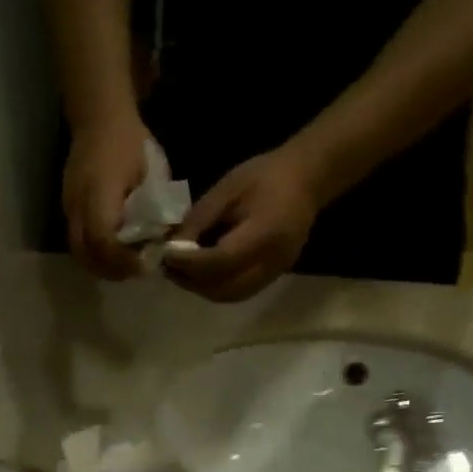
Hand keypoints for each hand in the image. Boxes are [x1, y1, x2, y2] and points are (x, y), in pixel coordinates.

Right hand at [63, 113, 149, 279]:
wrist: (98, 116)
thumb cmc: (131, 141)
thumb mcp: (153, 172)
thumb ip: (157, 207)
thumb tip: (165, 240)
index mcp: (100, 191)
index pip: (103, 239)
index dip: (122, 260)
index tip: (143, 266)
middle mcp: (78, 203)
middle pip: (85, 254)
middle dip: (111, 269)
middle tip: (135, 271)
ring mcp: (68, 207)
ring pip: (78, 251)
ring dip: (101, 265)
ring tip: (126, 264)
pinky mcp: (67, 208)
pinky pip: (77, 241)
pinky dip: (95, 254)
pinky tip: (114, 251)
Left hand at [164, 146, 321, 302]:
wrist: (306, 179)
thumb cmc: (265, 176)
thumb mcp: (227, 189)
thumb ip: (199, 220)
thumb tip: (173, 247)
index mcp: (265, 233)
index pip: (222, 260)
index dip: (190, 262)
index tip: (166, 254)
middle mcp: (273, 261)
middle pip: (225, 288)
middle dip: (192, 281)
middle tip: (167, 267)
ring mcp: (275, 273)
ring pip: (230, 295)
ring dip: (201, 289)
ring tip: (179, 272)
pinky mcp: (273, 277)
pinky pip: (239, 292)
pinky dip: (215, 288)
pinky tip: (199, 274)